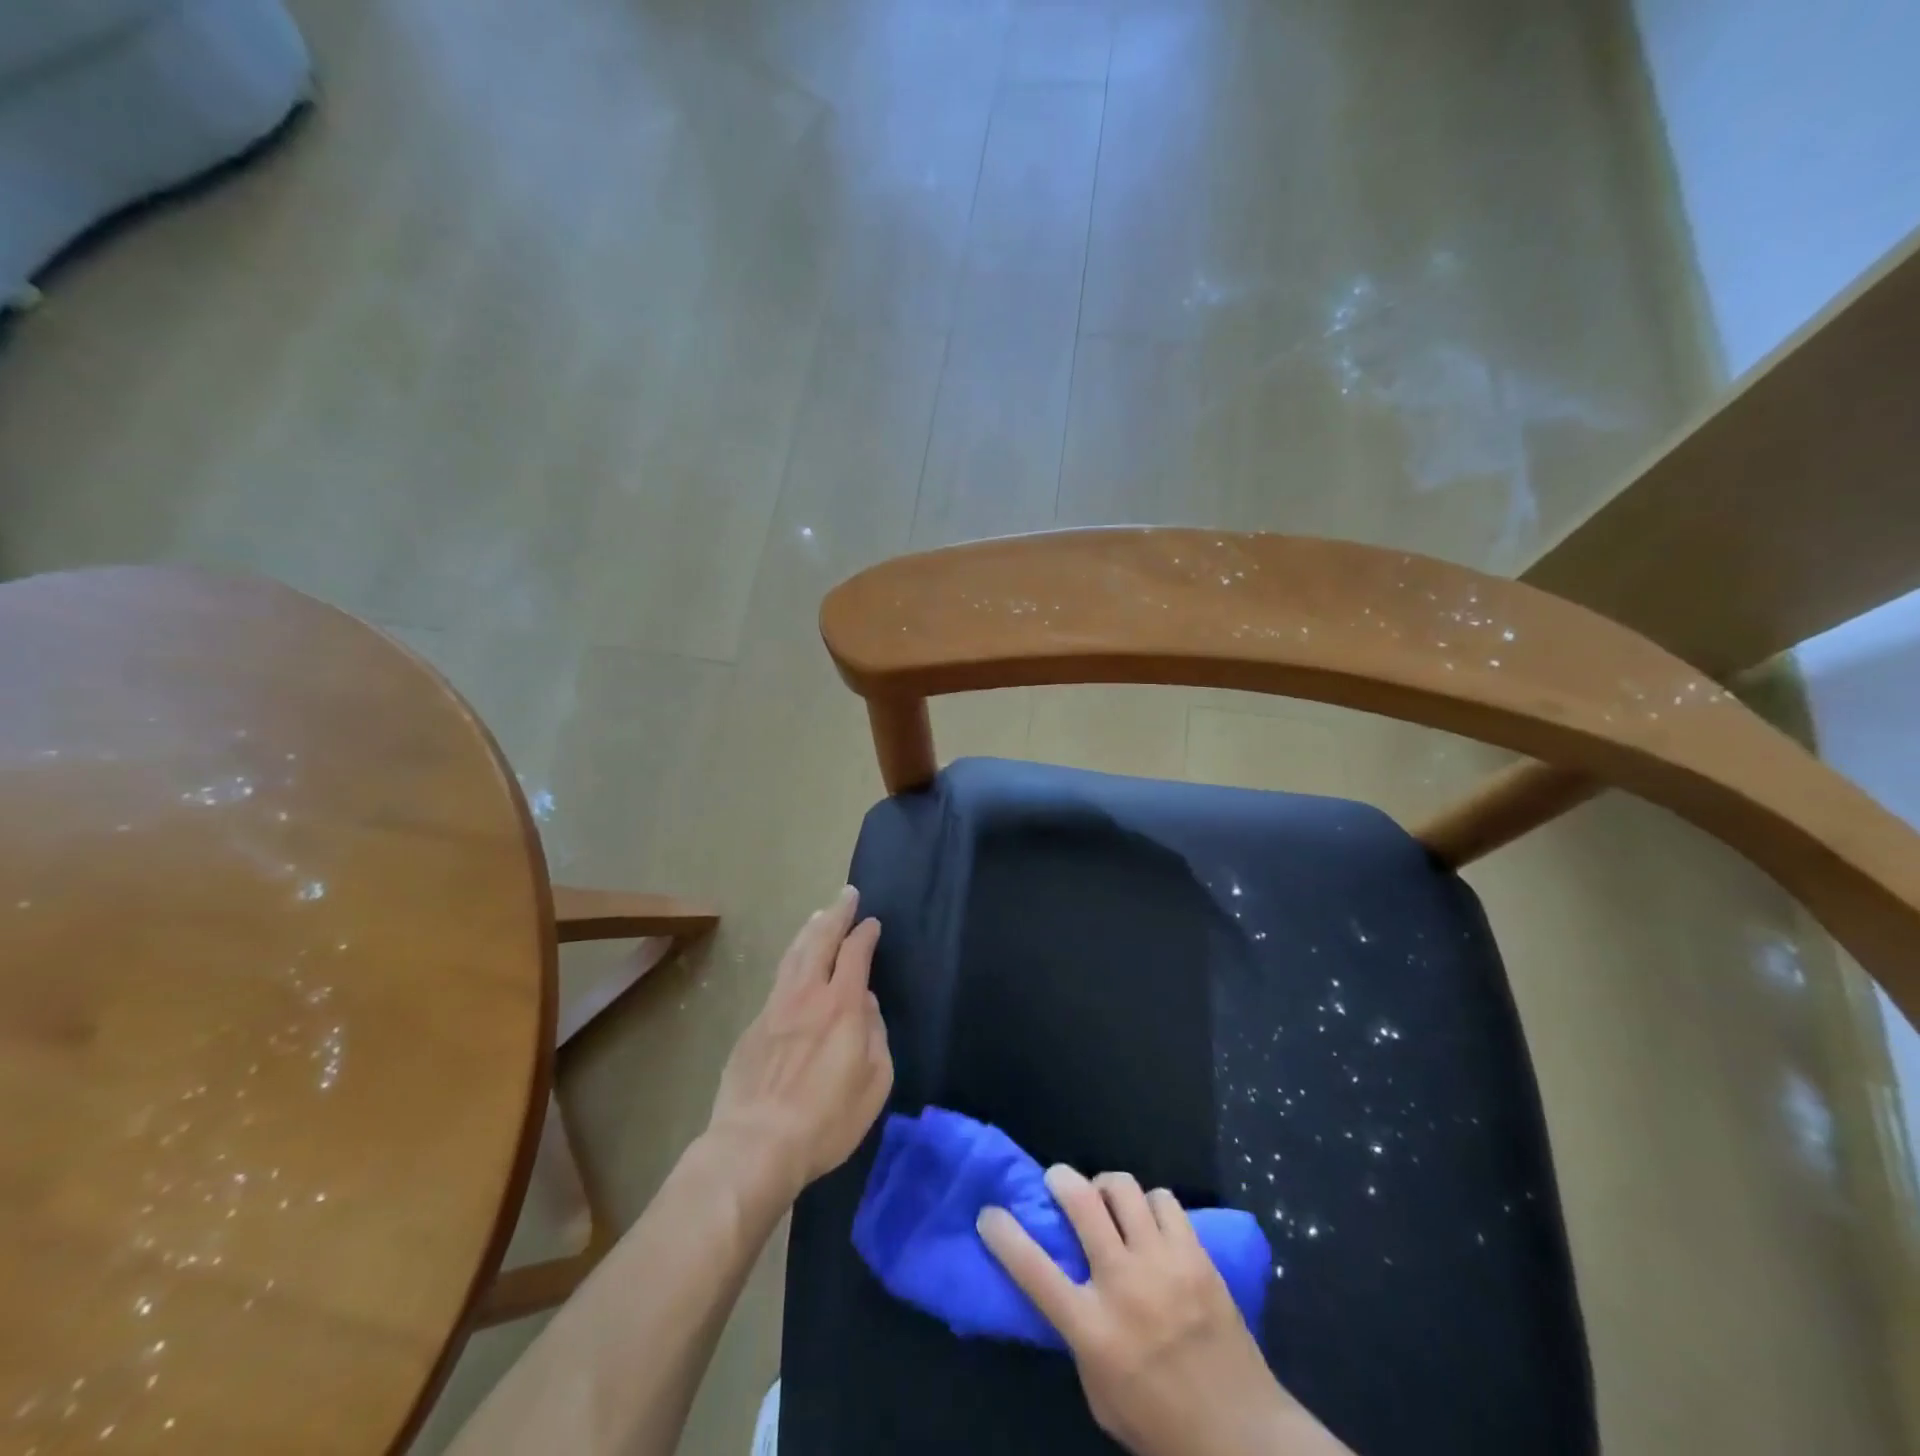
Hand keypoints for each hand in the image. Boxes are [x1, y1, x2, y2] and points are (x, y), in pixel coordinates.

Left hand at [707, 886, 891, 1202]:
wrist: (755, 1145)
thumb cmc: (826, 1120)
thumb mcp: (874, 1082)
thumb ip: (875, 1035)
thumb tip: (865, 1004)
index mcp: (841, 1005)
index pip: (855, 953)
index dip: (865, 934)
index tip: (872, 923)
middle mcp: (807, 995)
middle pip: (821, 940)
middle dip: (836, 914)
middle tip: (846, 895)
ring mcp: (775, 1008)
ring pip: (794, 955)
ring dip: (810, 930)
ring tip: (818, 915)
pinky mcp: (753, 1027)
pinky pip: (778, 981)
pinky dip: (792, 961)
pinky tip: (794, 964)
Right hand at [978, 1168, 1352, 1455]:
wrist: (1242, 1437)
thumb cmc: (1161, 1425)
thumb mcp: (1099, 1393)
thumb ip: (1078, 1336)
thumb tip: (1065, 1287)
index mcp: (1092, 1329)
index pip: (1033, 1269)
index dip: (1003, 1235)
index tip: (989, 1214)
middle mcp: (1122, 1285)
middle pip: (1080, 1202)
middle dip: (1059, 1179)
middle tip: (1056, 1181)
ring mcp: (1162, 1264)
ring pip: (1122, 1188)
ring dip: (1106, 1187)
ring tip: (1107, 1200)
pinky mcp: (1196, 1255)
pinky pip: (1164, 1200)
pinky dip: (1150, 1203)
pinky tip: (1150, 1221)